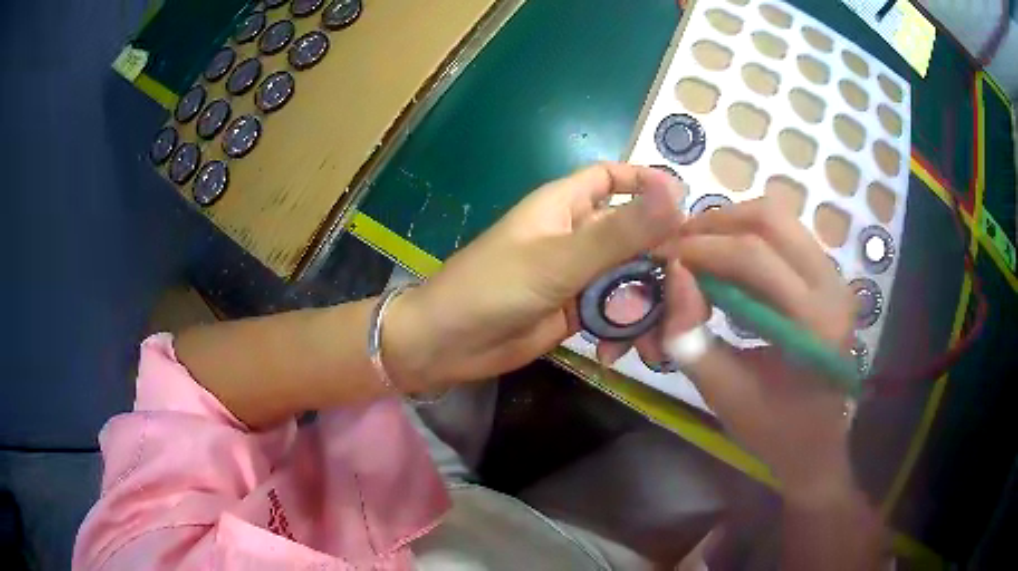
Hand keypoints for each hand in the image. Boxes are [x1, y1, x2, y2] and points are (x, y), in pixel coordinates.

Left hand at [384, 163, 685, 390]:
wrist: (447, 345)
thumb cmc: (491, 288)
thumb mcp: (558, 260)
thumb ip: (619, 232)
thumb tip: (677, 195)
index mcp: (566, 205)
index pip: (612, 178)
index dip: (646, 183)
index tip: (683, 208)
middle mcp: (576, 235)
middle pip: (634, 235)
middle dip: (661, 262)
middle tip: (688, 295)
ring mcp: (577, 275)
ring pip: (629, 278)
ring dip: (646, 305)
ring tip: (659, 336)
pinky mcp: (576, 311)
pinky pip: (614, 312)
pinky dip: (622, 329)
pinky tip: (615, 352)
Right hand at [654, 198, 858, 502]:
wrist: (818, 445)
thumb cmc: (773, 431)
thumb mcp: (723, 394)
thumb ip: (689, 338)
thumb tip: (673, 274)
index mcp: (812, 323)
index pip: (753, 256)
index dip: (700, 248)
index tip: (661, 257)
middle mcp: (832, 286)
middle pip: (770, 219)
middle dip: (714, 223)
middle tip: (677, 244)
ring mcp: (835, 277)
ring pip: (779, 217)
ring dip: (731, 223)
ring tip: (698, 248)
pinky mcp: (829, 277)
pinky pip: (786, 234)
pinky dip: (748, 235)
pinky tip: (726, 259)